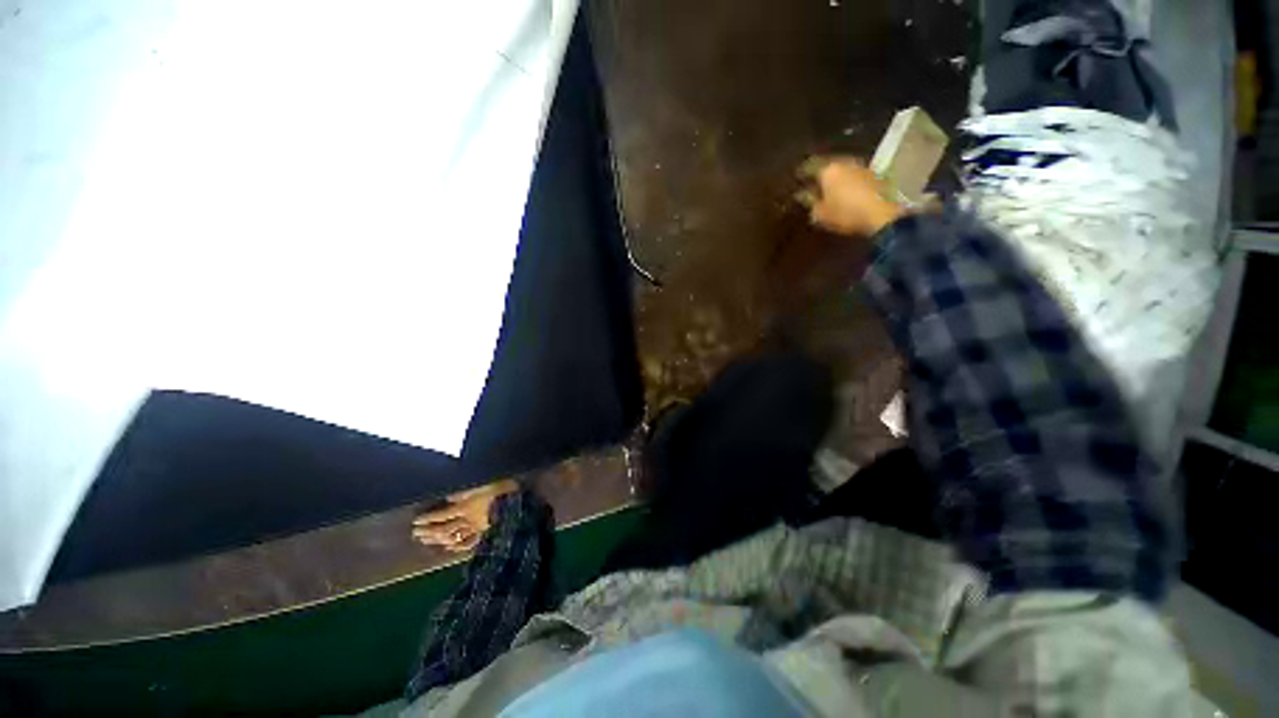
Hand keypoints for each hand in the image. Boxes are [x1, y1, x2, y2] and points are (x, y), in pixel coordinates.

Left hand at [412, 479, 519, 552]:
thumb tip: (448, 496)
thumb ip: (465, 490)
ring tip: (426, 540)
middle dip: (428, 531)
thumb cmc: (501, 489)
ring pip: (453, 536)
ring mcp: (476, 528)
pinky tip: (450, 547)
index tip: (415, 522)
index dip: (428, 519)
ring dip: (438, 539)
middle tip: (416, 534)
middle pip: (444, 528)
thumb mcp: (483, 483)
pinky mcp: (485, 531)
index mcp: (465, 506)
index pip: (441, 515)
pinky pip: (469, 541)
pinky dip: (458, 546)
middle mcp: (467, 519)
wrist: (517, 504)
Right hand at [796, 157, 904, 237]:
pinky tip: (844, 190)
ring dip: (834, 177)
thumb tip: (802, 195)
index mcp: (828, 170)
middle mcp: (844, 162)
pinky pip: (853, 174)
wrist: (880, 214)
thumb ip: (810, 202)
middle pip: (827, 165)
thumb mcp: (821, 213)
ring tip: (828, 187)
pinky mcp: (873, 174)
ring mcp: (861, 166)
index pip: (809, 166)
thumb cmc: (845, 213)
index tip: (795, 178)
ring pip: (842, 169)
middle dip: (819, 174)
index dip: (801, 173)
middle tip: (811, 182)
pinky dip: (846, 181)